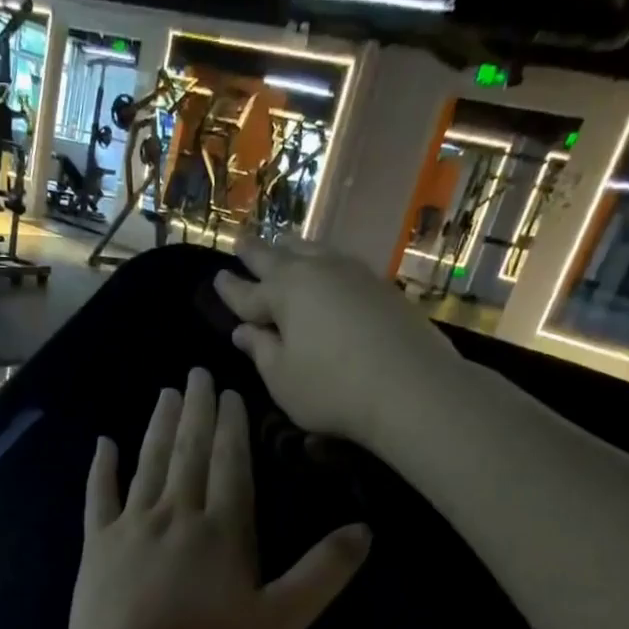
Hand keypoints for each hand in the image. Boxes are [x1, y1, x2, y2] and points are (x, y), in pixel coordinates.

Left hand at [64, 367, 369, 628]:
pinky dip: (102, 468)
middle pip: (189, 452)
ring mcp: (132, 527)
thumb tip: (365, 530)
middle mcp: (177, 515)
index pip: (231, 464)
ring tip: (165, 393)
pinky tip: (103, 444)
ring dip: (158, 427)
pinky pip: (99, 497)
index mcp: (224, 529)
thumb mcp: (280, 622)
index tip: (230, 391)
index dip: (232, 426)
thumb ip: (322, 574)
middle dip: (196, 411)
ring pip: (148, 464)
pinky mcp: (97, 547)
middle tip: (196, 372)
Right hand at [213, 237, 463, 449]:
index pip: (247, 292)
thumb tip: (243, 331)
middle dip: (256, 252)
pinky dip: (323, 260)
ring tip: (282, 242)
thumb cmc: (332, 389)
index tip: (217, 277)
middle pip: (278, 259)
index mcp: (283, 294)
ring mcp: (352, 275)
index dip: (229, 289)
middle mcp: (316, 273)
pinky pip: (340, 263)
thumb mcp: (283, 379)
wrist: (411, 386)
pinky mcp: (381, 286)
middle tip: (241, 240)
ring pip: (313, 251)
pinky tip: (327, 266)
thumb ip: (261, 351)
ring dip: (292, 247)